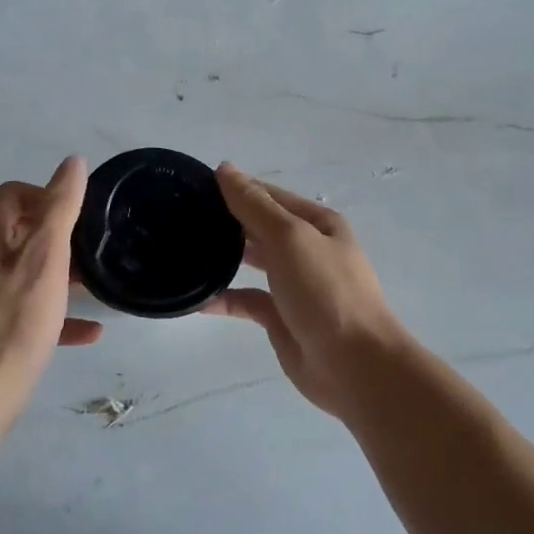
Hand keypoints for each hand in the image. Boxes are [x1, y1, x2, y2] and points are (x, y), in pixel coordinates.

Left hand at [0, 157, 102, 405]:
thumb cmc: (17, 319)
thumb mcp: (47, 257)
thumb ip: (61, 207)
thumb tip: (72, 162)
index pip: (14, 193)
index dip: (49, 198)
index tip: (79, 221)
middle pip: (16, 230)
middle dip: (56, 239)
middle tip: (88, 255)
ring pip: (18, 269)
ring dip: (55, 274)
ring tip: (90, 288)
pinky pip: (16, 304)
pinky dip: (47, 309)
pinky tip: (86, 329)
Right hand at [203, 163, 413, 417]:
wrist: (354, 365)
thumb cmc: (326, 291)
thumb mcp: (290, 237)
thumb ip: (254, 205)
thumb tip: (225, 169)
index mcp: (317, 223)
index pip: (269, 195)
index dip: (235, 188)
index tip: (192, 185)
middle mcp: (307, 249)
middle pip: (260, 226)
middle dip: (226, 220)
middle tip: (179, 217)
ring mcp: (294, 284)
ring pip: (252, 262)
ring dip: (223, 256)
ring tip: (183, 249)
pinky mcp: (281, 317)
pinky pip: (247, 300)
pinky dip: (224, 298)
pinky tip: (196, 298)